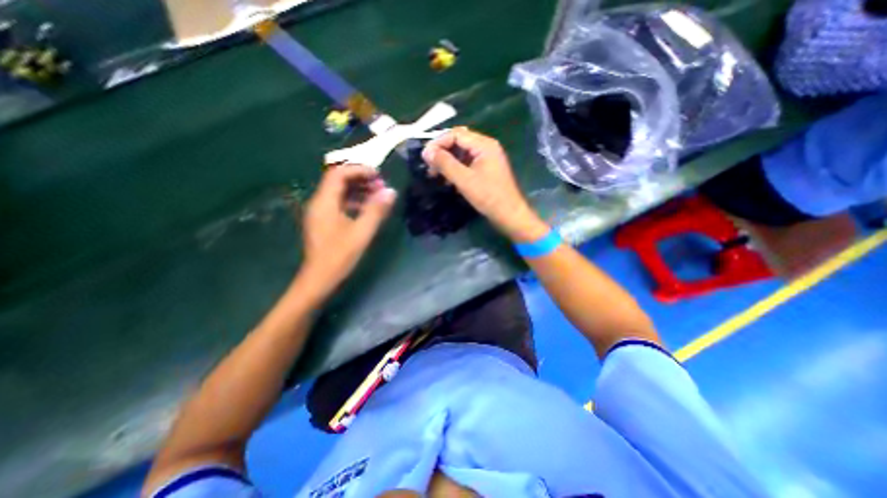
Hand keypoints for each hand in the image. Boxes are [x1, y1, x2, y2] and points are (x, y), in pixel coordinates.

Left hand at [300, 164, 393, 294]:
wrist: (318, 280)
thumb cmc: (339, 257)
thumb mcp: (362, 233)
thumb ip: (376, 210)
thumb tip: (391, 191)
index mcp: (325, 202)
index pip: (339, 173)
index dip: (359, 170)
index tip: (379, 175)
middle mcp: (319, 203)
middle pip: (338, 180)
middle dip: (360, 179)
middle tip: (381, 186)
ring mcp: (320, 213)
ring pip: (339, 192)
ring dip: (358, 190)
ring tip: (377, 196)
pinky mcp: (324, 222)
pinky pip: (339, 203)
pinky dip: (354, 201)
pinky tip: (367, 210)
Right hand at [421, 126, 548, 240]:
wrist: (509, 214)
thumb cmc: (488, 196)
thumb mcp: (464, 180)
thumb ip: (445, 164)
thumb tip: (426, 152)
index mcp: (484, 145)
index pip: (456, 134)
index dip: (438, 143)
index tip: (425, 156)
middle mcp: (486, 147)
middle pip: (459, 142)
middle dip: (442, 152)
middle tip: (429, 166)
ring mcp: (487, 158)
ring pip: (462, 153)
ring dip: (448, 161)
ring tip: (435, 174)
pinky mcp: (486, 170)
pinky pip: (467, 163)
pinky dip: (456, 169)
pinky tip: (448, 179)